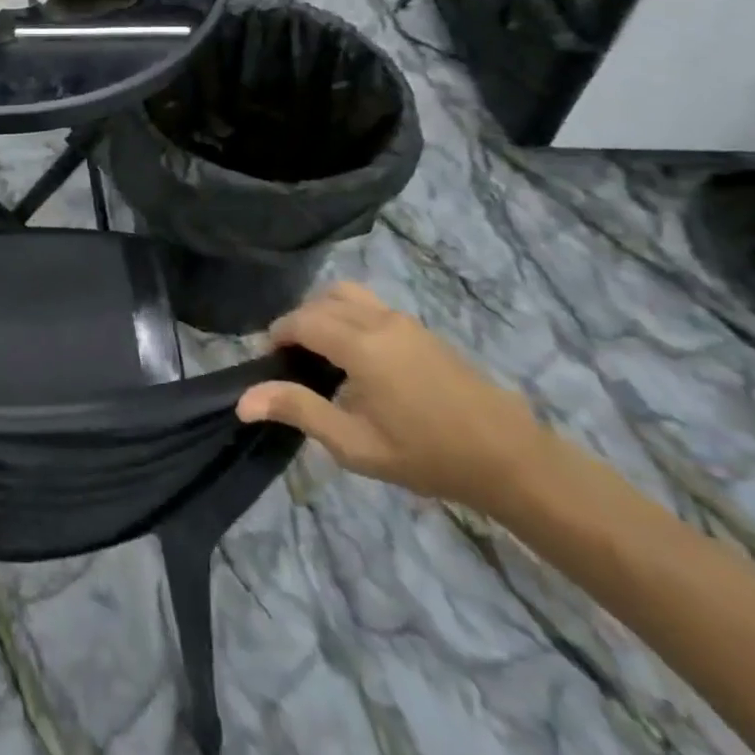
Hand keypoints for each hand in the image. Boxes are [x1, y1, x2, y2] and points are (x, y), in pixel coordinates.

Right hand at [236, 282, 544, 512]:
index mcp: (361, 344)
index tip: (270, 362)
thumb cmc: (427, 455)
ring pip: (348, 295)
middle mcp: (379, 320)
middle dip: (299, 322)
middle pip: (323, 300)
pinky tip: (357, 357)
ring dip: (325, 312)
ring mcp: (404, 321)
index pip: (302, 320)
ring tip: (323, 353)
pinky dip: (348, 316)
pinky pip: (370, 306)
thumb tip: (243, 401)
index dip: (278, 334)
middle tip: (293, 361)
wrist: (511, 459)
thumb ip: (299, 411)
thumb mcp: (355, 444)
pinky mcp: (421, 329)